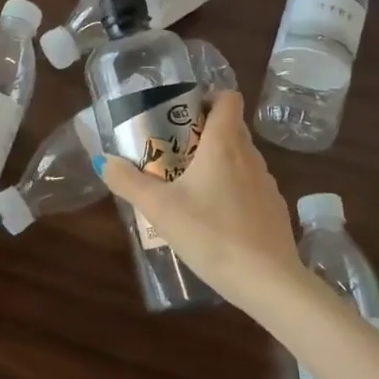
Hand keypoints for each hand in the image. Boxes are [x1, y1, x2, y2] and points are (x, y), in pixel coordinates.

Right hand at [93, 91, 299, 308]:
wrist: (267, 281)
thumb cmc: (211, 234)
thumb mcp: (159, 209)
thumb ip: (128, 182)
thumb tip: (104, 160)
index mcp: (225, 144)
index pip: (228, 98)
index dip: (208, 98)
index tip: (184, 114)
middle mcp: (250, 156)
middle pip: (232, 128)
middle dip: (204, 133)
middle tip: (174, 152)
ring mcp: (267, 184)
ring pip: (241, 159)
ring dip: (218, 164)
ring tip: (190, 188)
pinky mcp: (275, 210)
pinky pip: (250, 187)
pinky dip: (233, 192)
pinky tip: (215, 220)